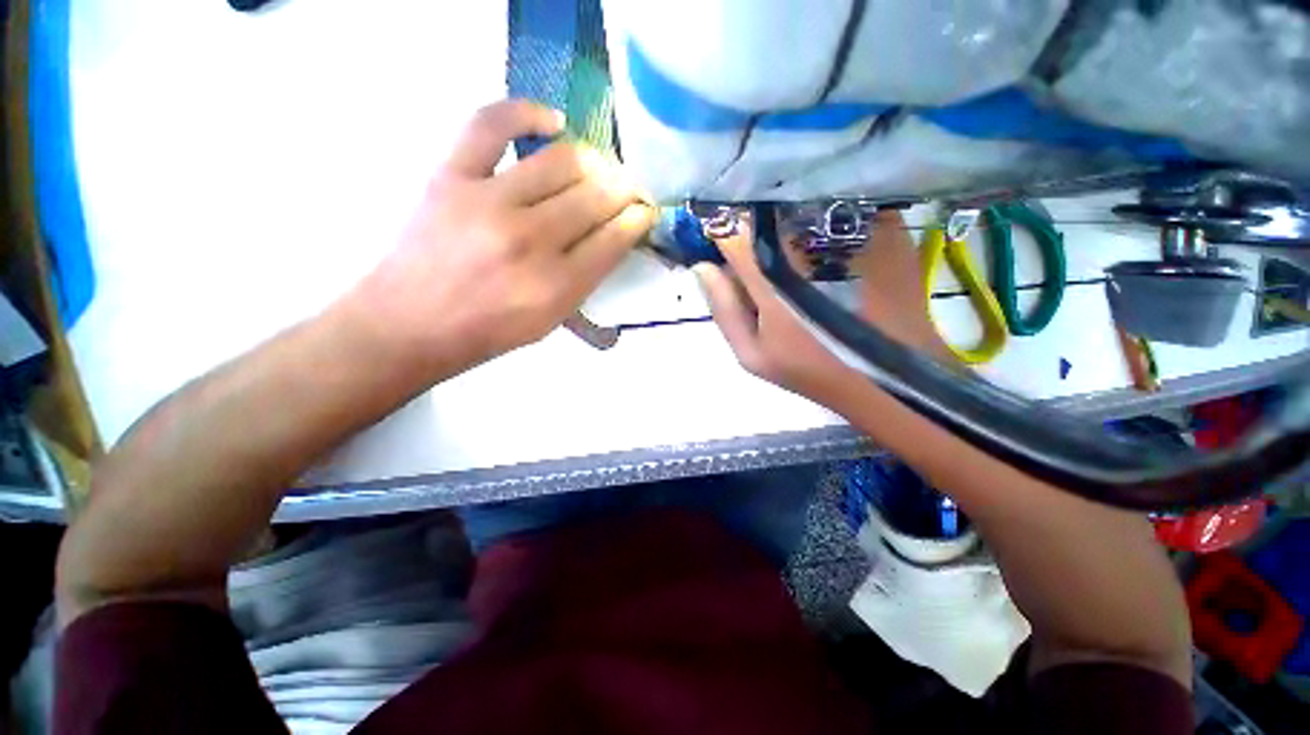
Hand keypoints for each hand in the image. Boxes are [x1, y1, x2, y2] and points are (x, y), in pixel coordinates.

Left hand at [354, 99, 654, 375]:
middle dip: (624, 190)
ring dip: (593, 162)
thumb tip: (614, 235)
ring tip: (596, 169)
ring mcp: (488, 202)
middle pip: (596, 196)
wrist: (411, 323)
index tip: (645, 211)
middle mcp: (530, 241)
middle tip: (628, 190)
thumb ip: (586, 280)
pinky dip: (527, 112)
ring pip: (562, 161)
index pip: (615, 238)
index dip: (638, 219)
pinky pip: (492, 122)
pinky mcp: (451, 175)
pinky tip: (552, 122)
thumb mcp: (552, 321)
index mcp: (557, 286)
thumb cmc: (489, 331)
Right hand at [694, 210, 950, 404]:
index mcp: (768, 277)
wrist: (887, 373)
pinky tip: (826, 242)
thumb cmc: (811, 369)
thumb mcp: (752, 354)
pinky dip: (824, 215)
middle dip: (752, 225)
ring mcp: (846, 230)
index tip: (718, 241)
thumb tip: (702, 266)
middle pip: (765, 212)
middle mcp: (804, 242)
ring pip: (801, 204)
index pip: (731, 231)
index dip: (719, 231)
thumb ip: (724, 309)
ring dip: (786, 217)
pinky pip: (839, 206)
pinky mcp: (882, 227)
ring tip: (790, 247)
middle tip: (755, 252)